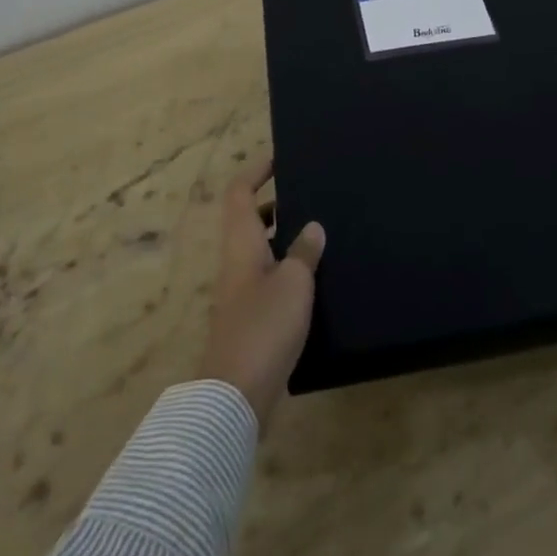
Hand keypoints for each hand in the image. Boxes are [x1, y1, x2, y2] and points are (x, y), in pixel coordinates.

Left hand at [196, 159, 325, 429]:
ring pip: (260, 250)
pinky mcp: (250, 319)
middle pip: (249, 220)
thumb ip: (304, 250)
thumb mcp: (294, 281)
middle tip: (310, 197)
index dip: (256, 171)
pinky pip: (268, 278)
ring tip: (320, 234)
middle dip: (277, 204)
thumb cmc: (263, 326)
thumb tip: (312, 226)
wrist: (236, 396)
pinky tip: (315, 279)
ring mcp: (241, 292)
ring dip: (285, 238)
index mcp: (241, 243)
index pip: (240, 192)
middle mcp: (236, 261)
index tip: (280, 159)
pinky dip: (287, 269)